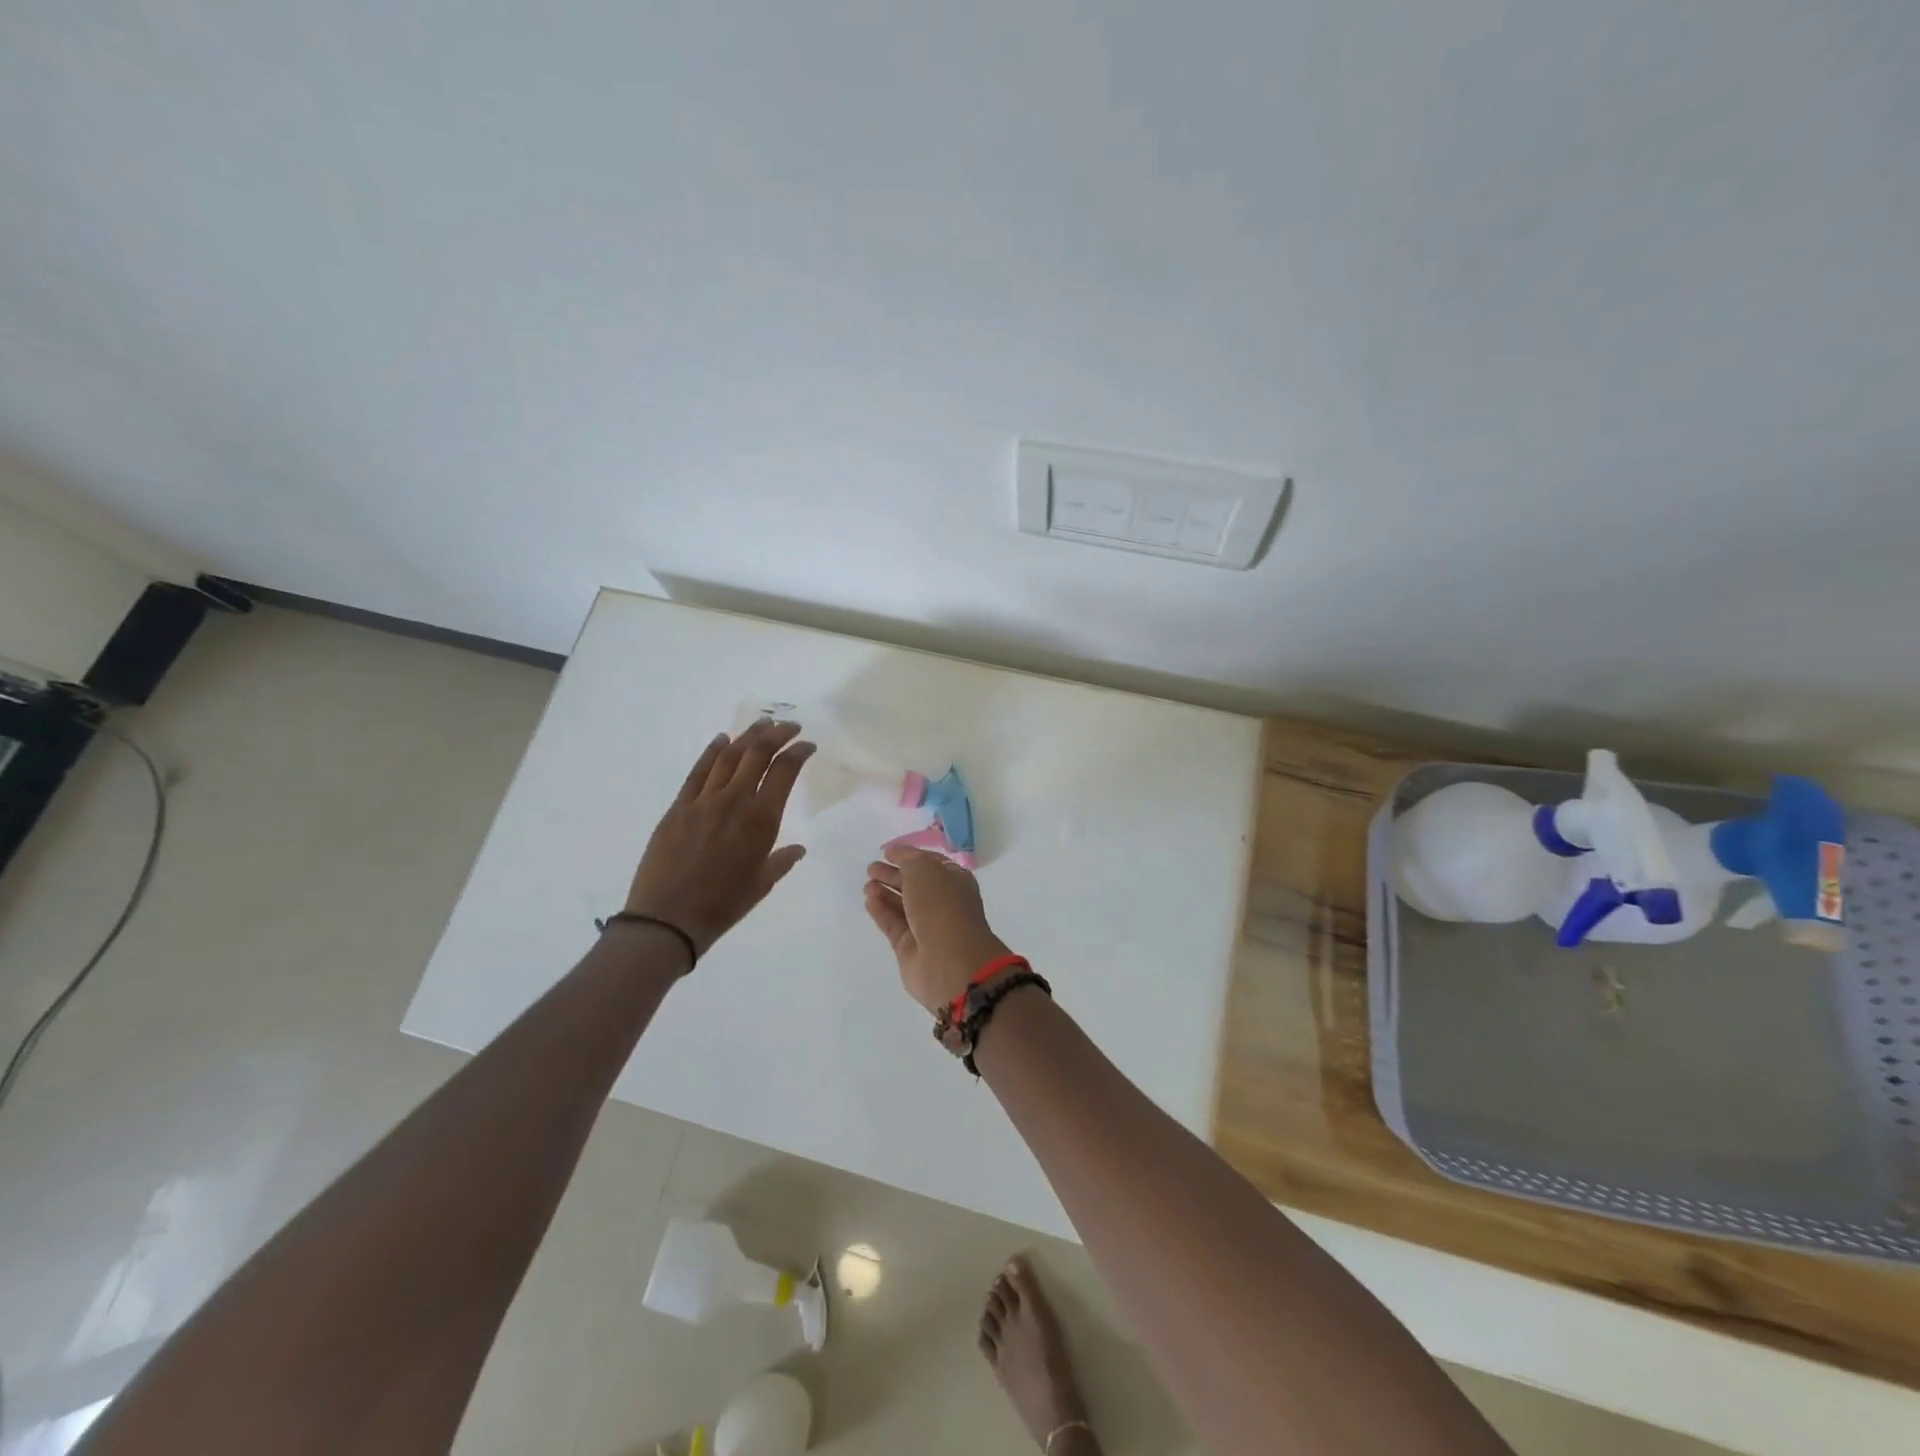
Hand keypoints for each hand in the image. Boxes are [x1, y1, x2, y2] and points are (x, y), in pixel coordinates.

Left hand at [624, 719, 815, 960]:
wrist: (669, 918)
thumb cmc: (723, 905)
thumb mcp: (762, 884)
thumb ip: (782, 860)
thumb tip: (798, 849)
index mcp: (761, 820)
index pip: (785, 771)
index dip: (798, 752)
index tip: (808, 745)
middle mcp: (735, 801)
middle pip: (758, 754)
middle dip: (777, 734)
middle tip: (788, 726)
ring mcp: (704, 801)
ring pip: (729, 756)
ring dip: (747, 736)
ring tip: (762, 725)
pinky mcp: (679, 807)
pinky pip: (698, 771)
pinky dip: (712, 751)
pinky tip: (722, 740)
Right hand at [863, 845, 1010, 1012]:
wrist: (948, 959)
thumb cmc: (942, 906)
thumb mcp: (924, 870)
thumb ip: (908, 860)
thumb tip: (897, 854)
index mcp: (954, 881)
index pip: (930, 864)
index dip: (909, 856)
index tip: (887, 852)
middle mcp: (942, 902)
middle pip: (914, 885)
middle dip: (893, 875)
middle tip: (871, 869)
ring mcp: (926, 926)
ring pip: (902, 905)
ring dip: (884, 892)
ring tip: (867, 884)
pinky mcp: (909, 948)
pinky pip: (893, 924)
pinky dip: (881, 912)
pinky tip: (869, 901)